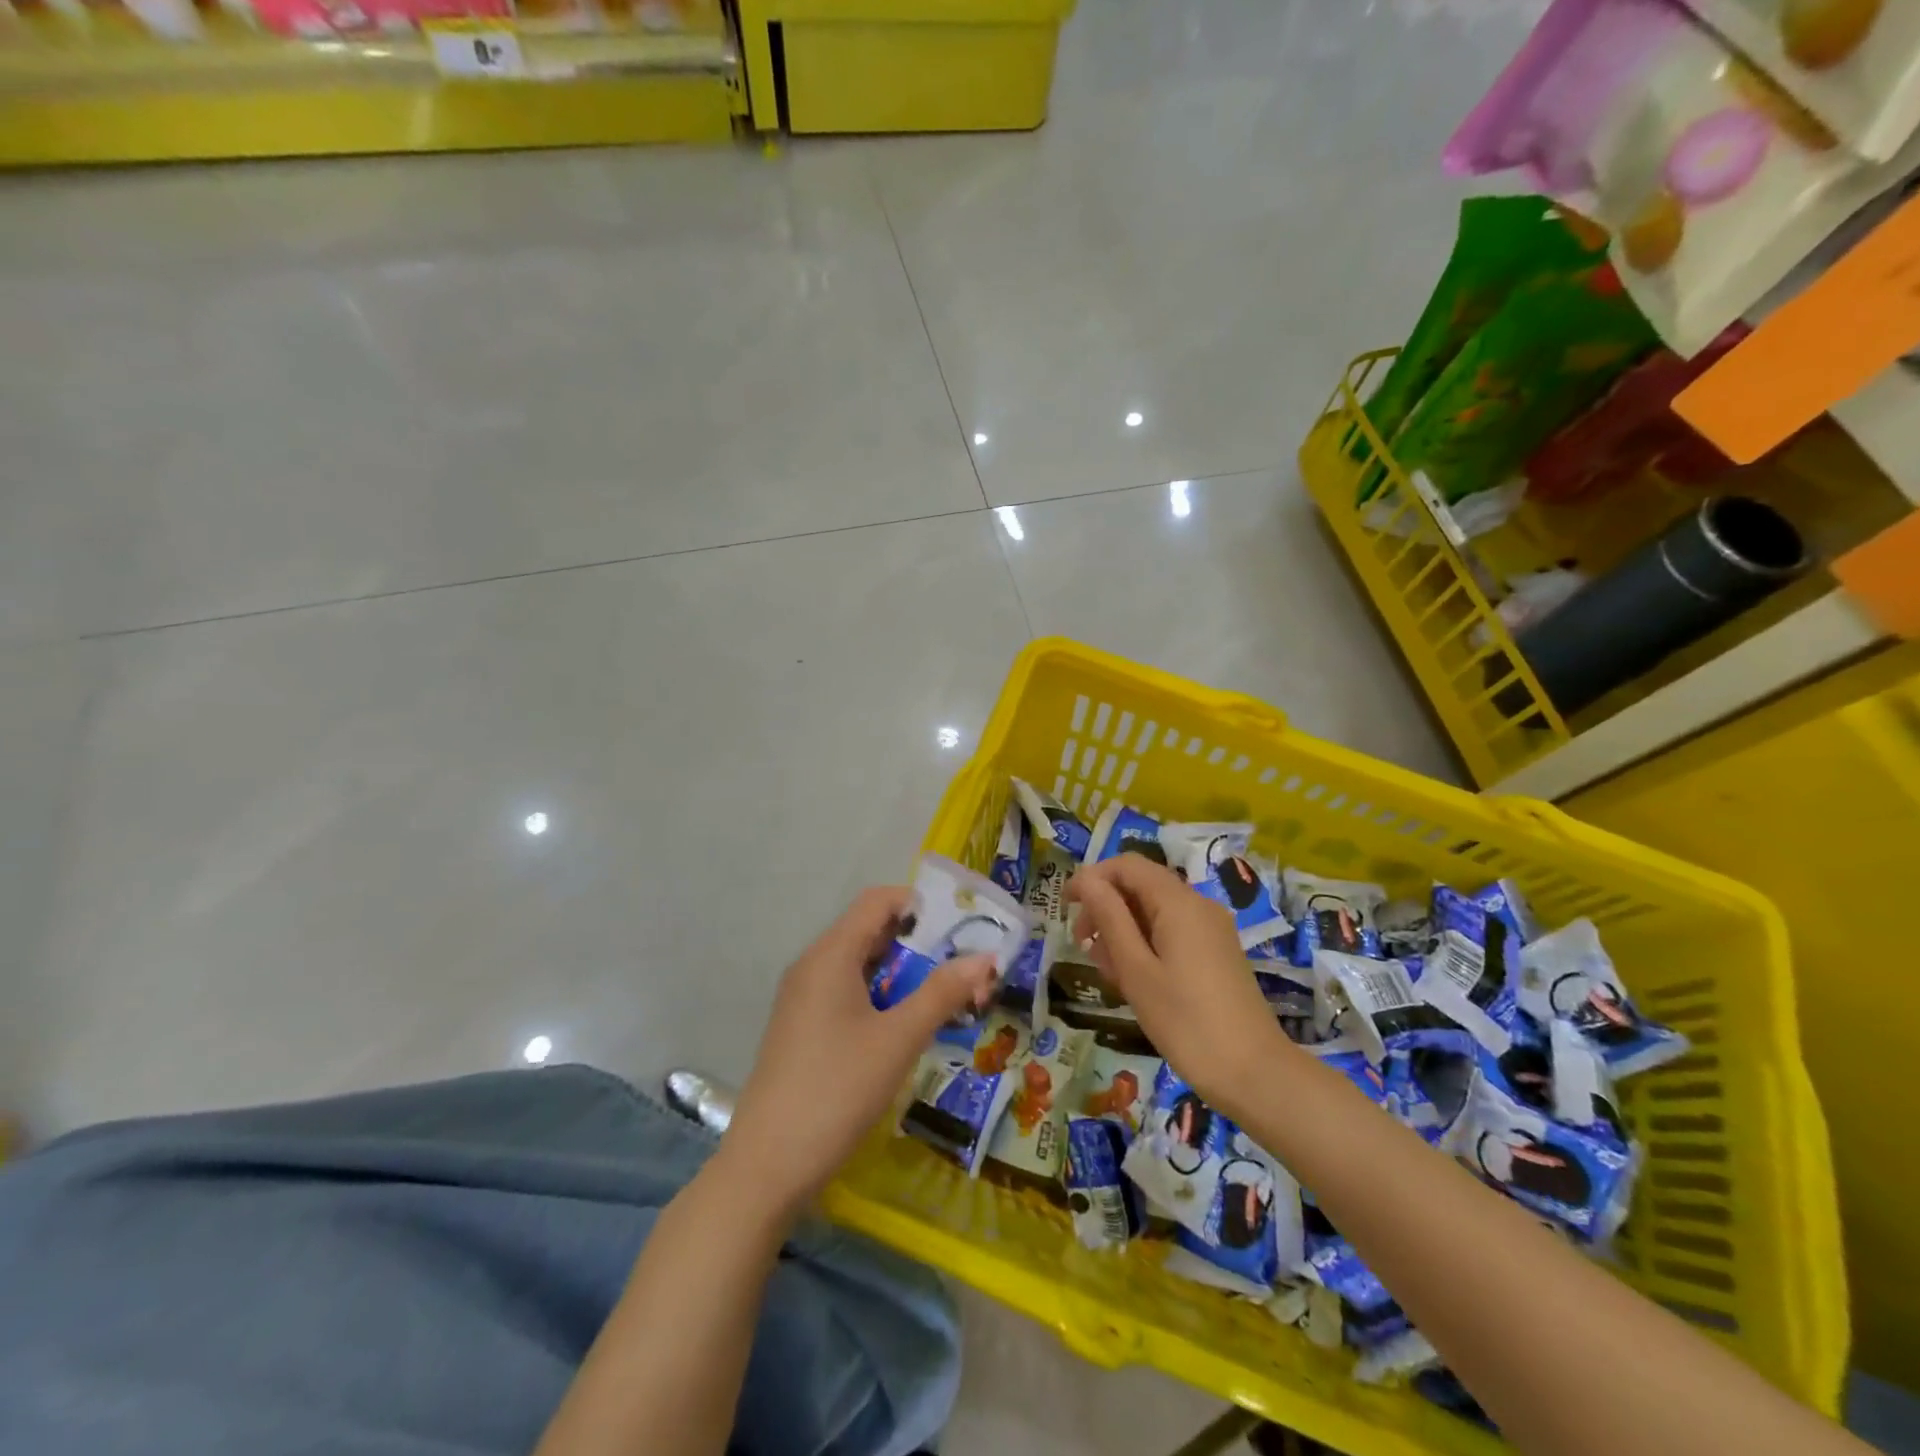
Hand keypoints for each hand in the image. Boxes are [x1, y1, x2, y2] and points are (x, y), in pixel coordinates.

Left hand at [722, 887, 997, 1219]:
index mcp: (831, 955)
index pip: (878, 901)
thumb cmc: (836, 1091)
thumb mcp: (898, 1040)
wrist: (766, 1167)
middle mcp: (814, 966)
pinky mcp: (803, 1028)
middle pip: (872, 931)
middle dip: (921, 944)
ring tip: (948, 998)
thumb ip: (942, 993)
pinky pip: (849, 993)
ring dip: (905, 974)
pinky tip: (909, 1027)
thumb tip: (985, 956)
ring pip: (862, 966)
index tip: (963, 928)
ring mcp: (804, 999)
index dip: (921, 905)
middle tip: (966, 968)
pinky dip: (883, 997)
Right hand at [1066, 854, 1292, 1116]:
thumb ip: (1110, 918)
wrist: (1255, 1075)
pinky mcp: (1216, 953)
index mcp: (1178, 902)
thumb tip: (1086, 880)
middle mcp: (1198, 905)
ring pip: (1154, 911)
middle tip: (1083, 946)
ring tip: (1108, 971)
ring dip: (1123, 930)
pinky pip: (1172, 931)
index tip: (1065, 908)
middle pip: (1141, 885)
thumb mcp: (1136, 969)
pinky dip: (1145, 944)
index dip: (1092, 877)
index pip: (1127, 865)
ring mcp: (1211, 929)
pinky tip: (1134, 980)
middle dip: (1105, 907)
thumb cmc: (1186, 1022)